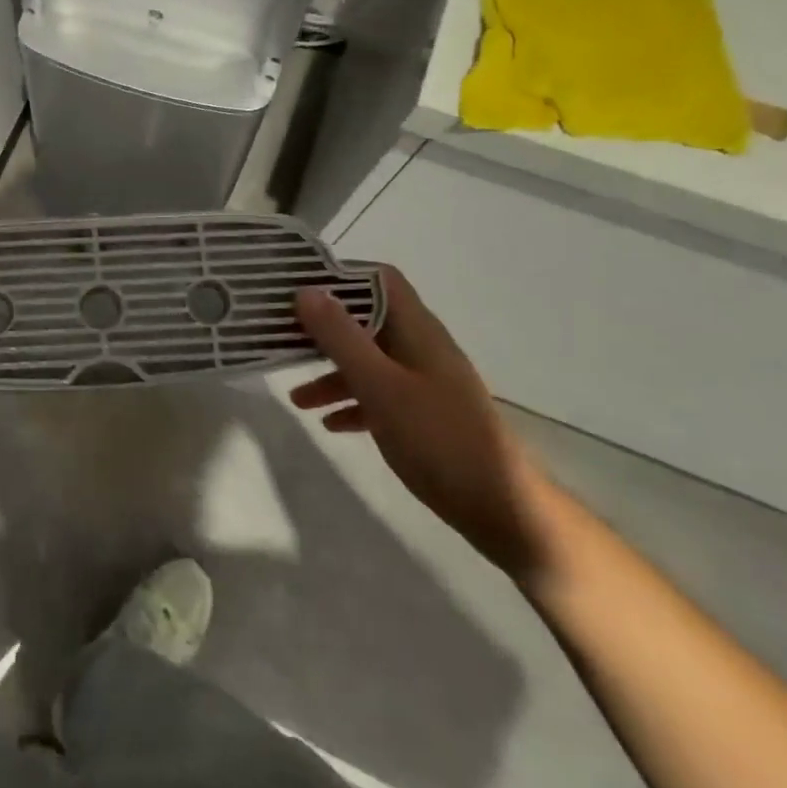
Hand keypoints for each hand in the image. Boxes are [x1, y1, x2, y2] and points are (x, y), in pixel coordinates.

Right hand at [291, 268, 552, 581]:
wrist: (504, 511)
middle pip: (365, 321)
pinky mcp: (424, 415)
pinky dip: (352, 402)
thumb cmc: (439, 438)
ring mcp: (424, 382)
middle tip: (282, 338)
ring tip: (296, 399)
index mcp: (417, 330)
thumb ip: (341, 337)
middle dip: (323, 329)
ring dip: (331, 373)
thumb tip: (305, 291)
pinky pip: (379, 395)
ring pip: (368, 362)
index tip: (297, 288)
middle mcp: (420, 348)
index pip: (377, 279)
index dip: (339, 276)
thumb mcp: (380, 385)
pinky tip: (330, 424)